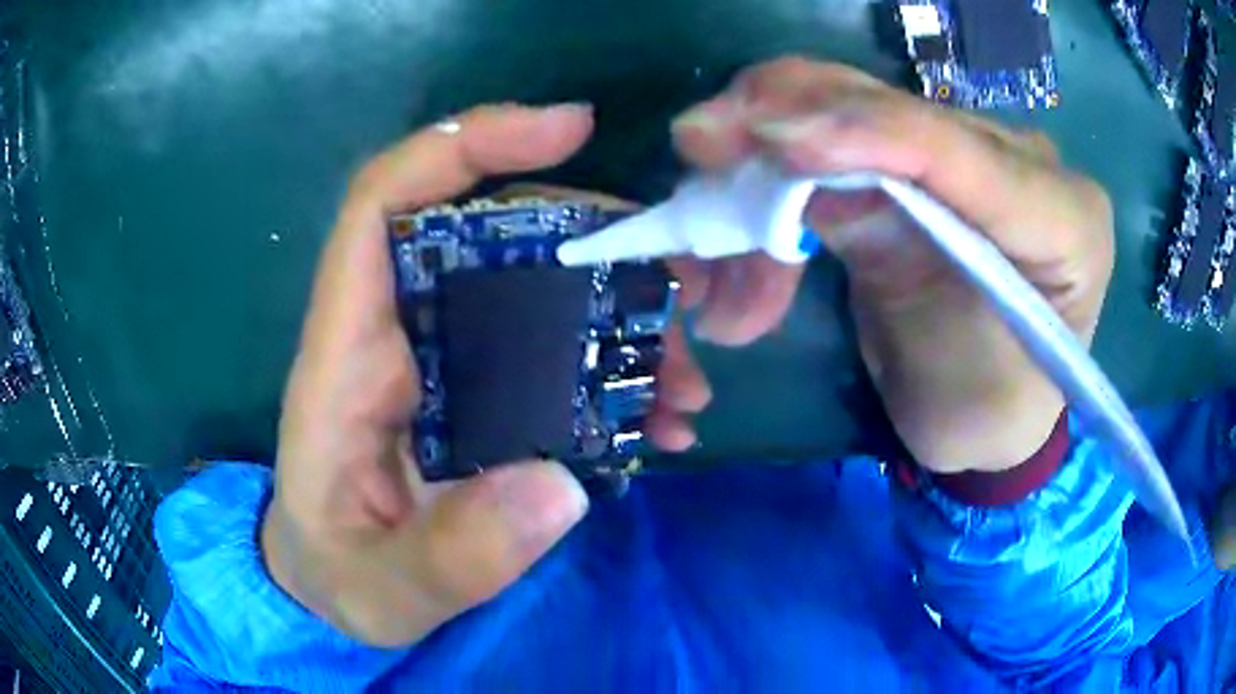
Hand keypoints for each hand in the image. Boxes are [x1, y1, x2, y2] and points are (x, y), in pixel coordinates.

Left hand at [263, 104, 708, 646]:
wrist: (333, 591)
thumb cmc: (334, 579)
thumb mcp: (380, 589)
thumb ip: (450, 557)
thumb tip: (557, 488)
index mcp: (347, 357)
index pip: (385, 202)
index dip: (466, 145)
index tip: (571, 129)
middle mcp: (396, 334)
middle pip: (487, 227)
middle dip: (589, 235)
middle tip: (679, 284)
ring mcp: (445, 361)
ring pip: (536, 288)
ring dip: (622, 313)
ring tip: (686, 379)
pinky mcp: (480, 395)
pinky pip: (554, 351)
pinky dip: (615, 368)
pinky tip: (662, 417)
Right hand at [669, 57, 1114, 472]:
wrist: (990, 415)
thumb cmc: (982, 410)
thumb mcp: (941, 356)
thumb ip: (882, 248)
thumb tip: (782, 156)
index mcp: (1064, 216)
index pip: (963, 152)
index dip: (865, 134)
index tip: (765, 138)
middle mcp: (1024, 159)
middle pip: (898, 108)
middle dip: (791, 118)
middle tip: (699, 141)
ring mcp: (971, 149)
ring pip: (856, 108)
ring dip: (770, 144)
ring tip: (708, 198)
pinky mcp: (926, 157)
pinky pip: (843, 133)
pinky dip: (781, 164)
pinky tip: (742, 204)